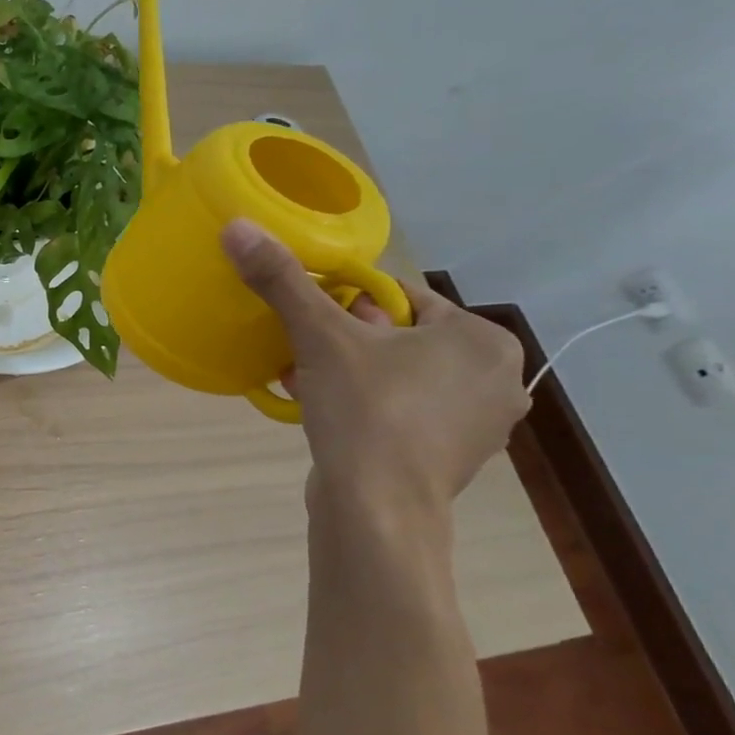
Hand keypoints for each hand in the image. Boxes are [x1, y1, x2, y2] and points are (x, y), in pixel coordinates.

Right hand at [221, 220, 527, 516]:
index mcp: (481, 339)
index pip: (403, 297)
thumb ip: (282, 280)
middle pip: (400, 337)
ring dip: (351, 372)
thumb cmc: (366, 410)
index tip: (310, 315)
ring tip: (305, 378)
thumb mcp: (319, 336)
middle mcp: (496, 379)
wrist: (378, 508)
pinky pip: (404, 412)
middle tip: (303, 349)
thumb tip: (238, 226)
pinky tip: (326, 412)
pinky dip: (367, 405)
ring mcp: (479, 425)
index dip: (348, 300)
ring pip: (400, 376)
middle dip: (347, 339)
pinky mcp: (453, 458)